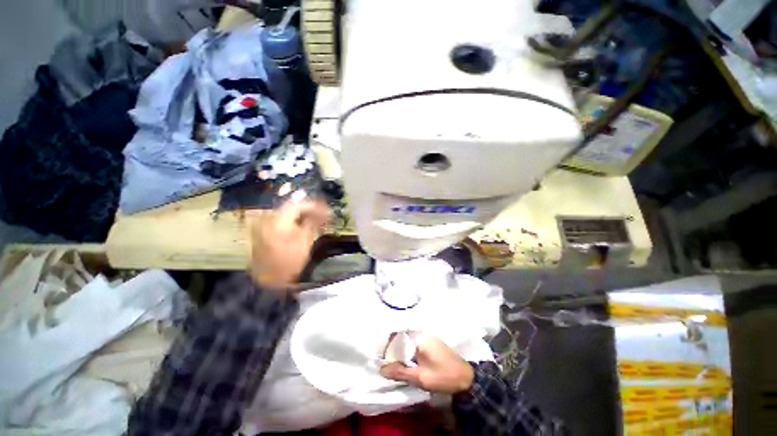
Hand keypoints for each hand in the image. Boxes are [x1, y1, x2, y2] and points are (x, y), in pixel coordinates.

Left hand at [246, 199, 329, 290]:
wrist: (269, 281)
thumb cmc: (289, 262)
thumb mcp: (304, 241)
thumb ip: (311, 222)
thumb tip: (321, 213)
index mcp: (277, 220)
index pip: (297, 205)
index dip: (314, 206)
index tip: (327, 209)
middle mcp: (268, 219)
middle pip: (292, 208)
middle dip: (310, 210)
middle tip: (325, 215)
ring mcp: (264, 225)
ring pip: (288, 215)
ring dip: (303, 216)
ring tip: (319, 220)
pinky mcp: (264, 232)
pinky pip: (282, 222)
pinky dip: (294, 222)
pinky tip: (306, 226)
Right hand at [380, 332, 473, 394]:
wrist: (466, 378)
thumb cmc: (443, 376)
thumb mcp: (420, 377)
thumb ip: (400, 372)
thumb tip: (381, 369)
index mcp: (419, 337)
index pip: (396, 337)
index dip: (388, 349)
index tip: (385, 363)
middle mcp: (421, 332)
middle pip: (401, 337)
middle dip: (394, 350)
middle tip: (391, 366)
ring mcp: (427, 336)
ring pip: (407, 340)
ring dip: (401, 351)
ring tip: (398, 366)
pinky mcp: (431, 341)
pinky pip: (414, 342)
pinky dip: (408, 351)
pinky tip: (409, 362)